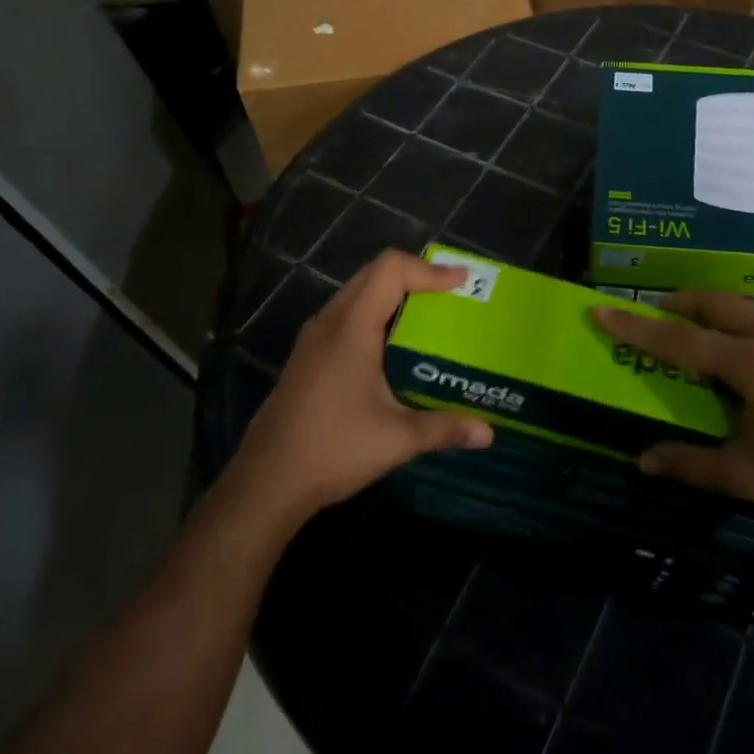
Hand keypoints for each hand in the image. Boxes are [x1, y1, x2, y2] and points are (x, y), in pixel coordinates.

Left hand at [224, 251, 492, 530]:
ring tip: (428, 315)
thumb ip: (444, 428)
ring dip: (392, 294)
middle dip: (414, 276)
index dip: (429, 269)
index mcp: (351, 328)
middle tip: (450, 295)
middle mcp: (329, 322)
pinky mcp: (306, 356)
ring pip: (356, 293)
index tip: (462, 282)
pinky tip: (392, 347)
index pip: (390, 271)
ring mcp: (313, 339)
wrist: (264, 484)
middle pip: (373, 274)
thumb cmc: (332, 450)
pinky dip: (374, 313)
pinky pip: (345, 315)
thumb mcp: (397, 440)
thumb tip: (489, 433)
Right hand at [591, 292, 753, 529]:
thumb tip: (641, 461)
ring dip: (718, 310)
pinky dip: (750, 324)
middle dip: (681, 303)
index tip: (602, 309)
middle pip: (718, 305)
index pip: (681, 341)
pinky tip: (752, 348)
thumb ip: (689, 464)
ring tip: (699, 325)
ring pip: (751, 308)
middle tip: (656, 309)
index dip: (637, 327)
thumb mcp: (745, 476)